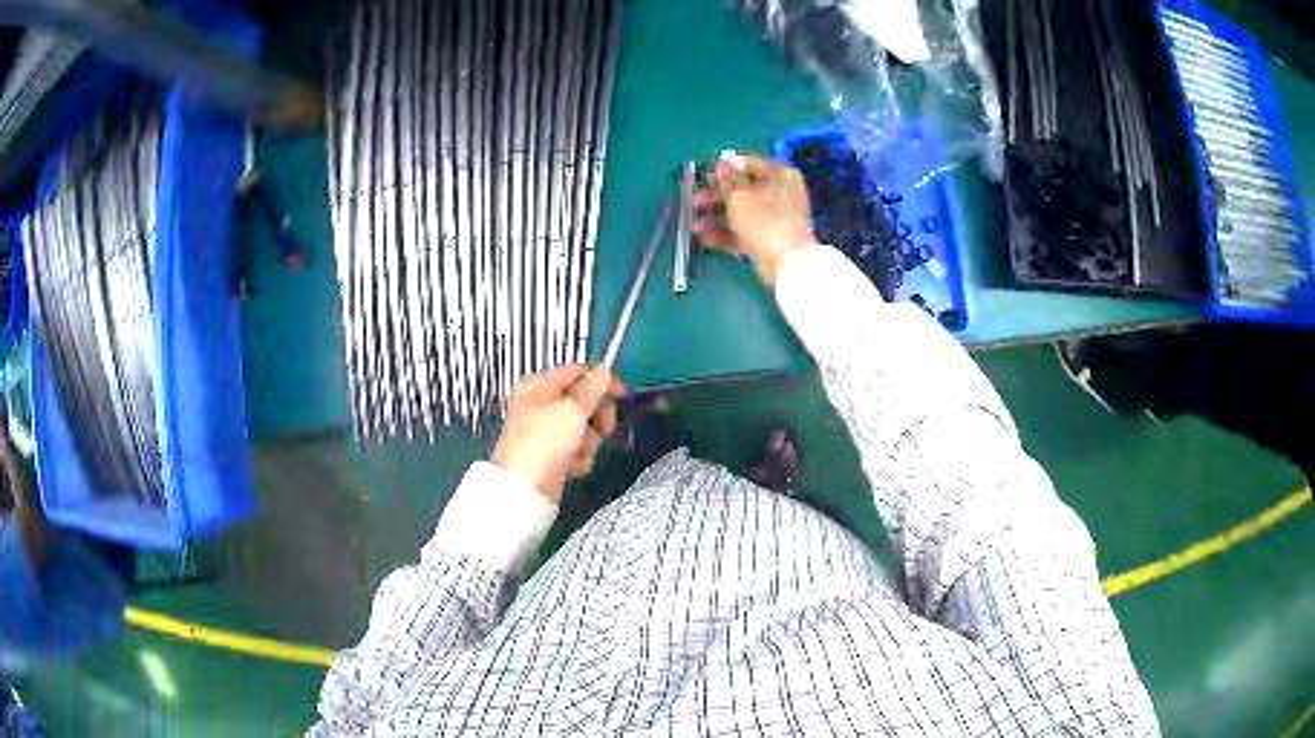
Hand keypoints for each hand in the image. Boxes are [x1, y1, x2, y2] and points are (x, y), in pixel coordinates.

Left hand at [492, 365, 626, 502]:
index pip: (579, 372)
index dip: (603, 381)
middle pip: (583, 401)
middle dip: (596, 418)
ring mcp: (545, 431)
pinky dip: (579, 457)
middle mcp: (541, 403)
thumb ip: (593, 389)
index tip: (624, 396)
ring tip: (578, 452)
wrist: (525, 489)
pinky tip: (571, 467)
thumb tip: (605, 370)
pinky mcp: (551, 454)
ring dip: (588, 441)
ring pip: (583, 427)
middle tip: (603, 429)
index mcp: (540, 385)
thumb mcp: (573, 410)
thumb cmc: (546, 441)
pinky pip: (576, 448)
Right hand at [692, 153, 816, 285]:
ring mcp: (774, 219)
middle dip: (715, 196)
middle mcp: (779, 194)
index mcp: (780, 175)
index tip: (706, 174)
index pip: (750, 164)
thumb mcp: (740, 195)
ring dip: (715, 217)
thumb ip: (728, 179)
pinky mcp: (767, 240)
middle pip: (742, 190)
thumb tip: (722, 163)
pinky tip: (703, 237)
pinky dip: (724, 234)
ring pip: (740, 212)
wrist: (786, 263)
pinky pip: (743, 232)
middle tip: (695, 200)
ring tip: (693, 223)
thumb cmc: (764, 220)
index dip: (726, 168)